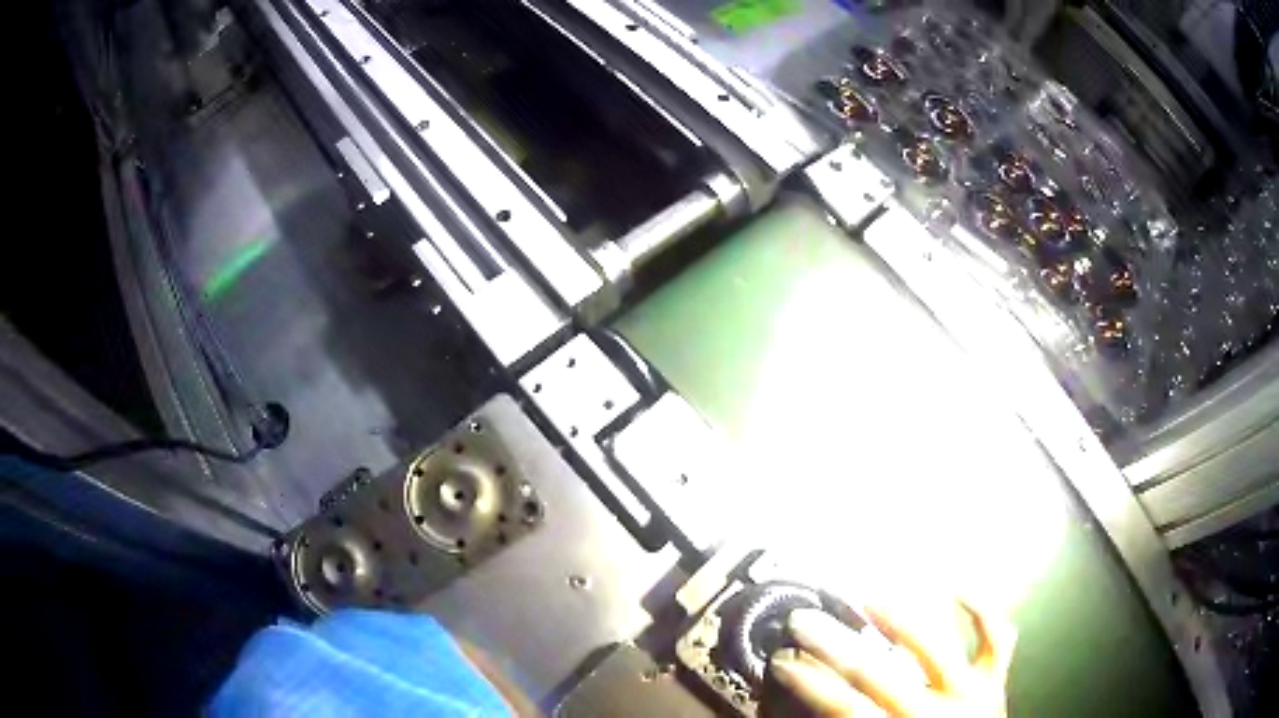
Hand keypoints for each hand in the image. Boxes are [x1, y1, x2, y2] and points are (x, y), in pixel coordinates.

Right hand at [767, 598, 1015, 716]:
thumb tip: (812, 708)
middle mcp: (934, 712)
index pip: (845, 707)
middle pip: (876, 673)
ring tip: (871, 598)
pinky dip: (981, 609)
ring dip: (900, 620)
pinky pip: (996, 637)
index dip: (811, 683)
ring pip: (934, 647)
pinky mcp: (994, 679)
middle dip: (834, 646)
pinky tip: (959, 588)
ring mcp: (970, 692)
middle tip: (805, 621)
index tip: (783, 661)